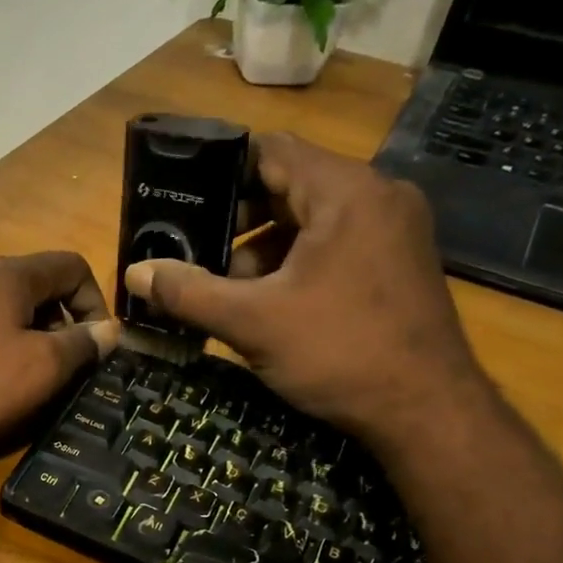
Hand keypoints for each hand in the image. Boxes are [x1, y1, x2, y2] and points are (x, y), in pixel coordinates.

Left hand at [0, 252, 120, 469]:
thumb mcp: (40, 372)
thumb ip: (81, 345)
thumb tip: (109, 329)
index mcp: (5, 274)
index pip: (69, 265)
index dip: (93, 299)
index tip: (93, 342)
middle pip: (22, 281)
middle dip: (46, 316)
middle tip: (48, 361)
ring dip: (1, 323)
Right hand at [124, 133, 485, 446]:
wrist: (427, 412)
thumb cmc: (340, 353)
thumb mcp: (253, 322)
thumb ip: (188, 292)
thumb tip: (134, 272)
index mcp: (346, 192)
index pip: (272, 151)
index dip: (221, 172)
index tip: (182, 201)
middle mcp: (378, 197)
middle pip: (291, 185)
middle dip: (238, 219)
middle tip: (195, 251)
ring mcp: (395, 231)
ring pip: (312, 220)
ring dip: (265, 249)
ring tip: (226, 287)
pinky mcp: (399, 264)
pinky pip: (336, 245)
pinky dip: (297, 264)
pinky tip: (269, 304)